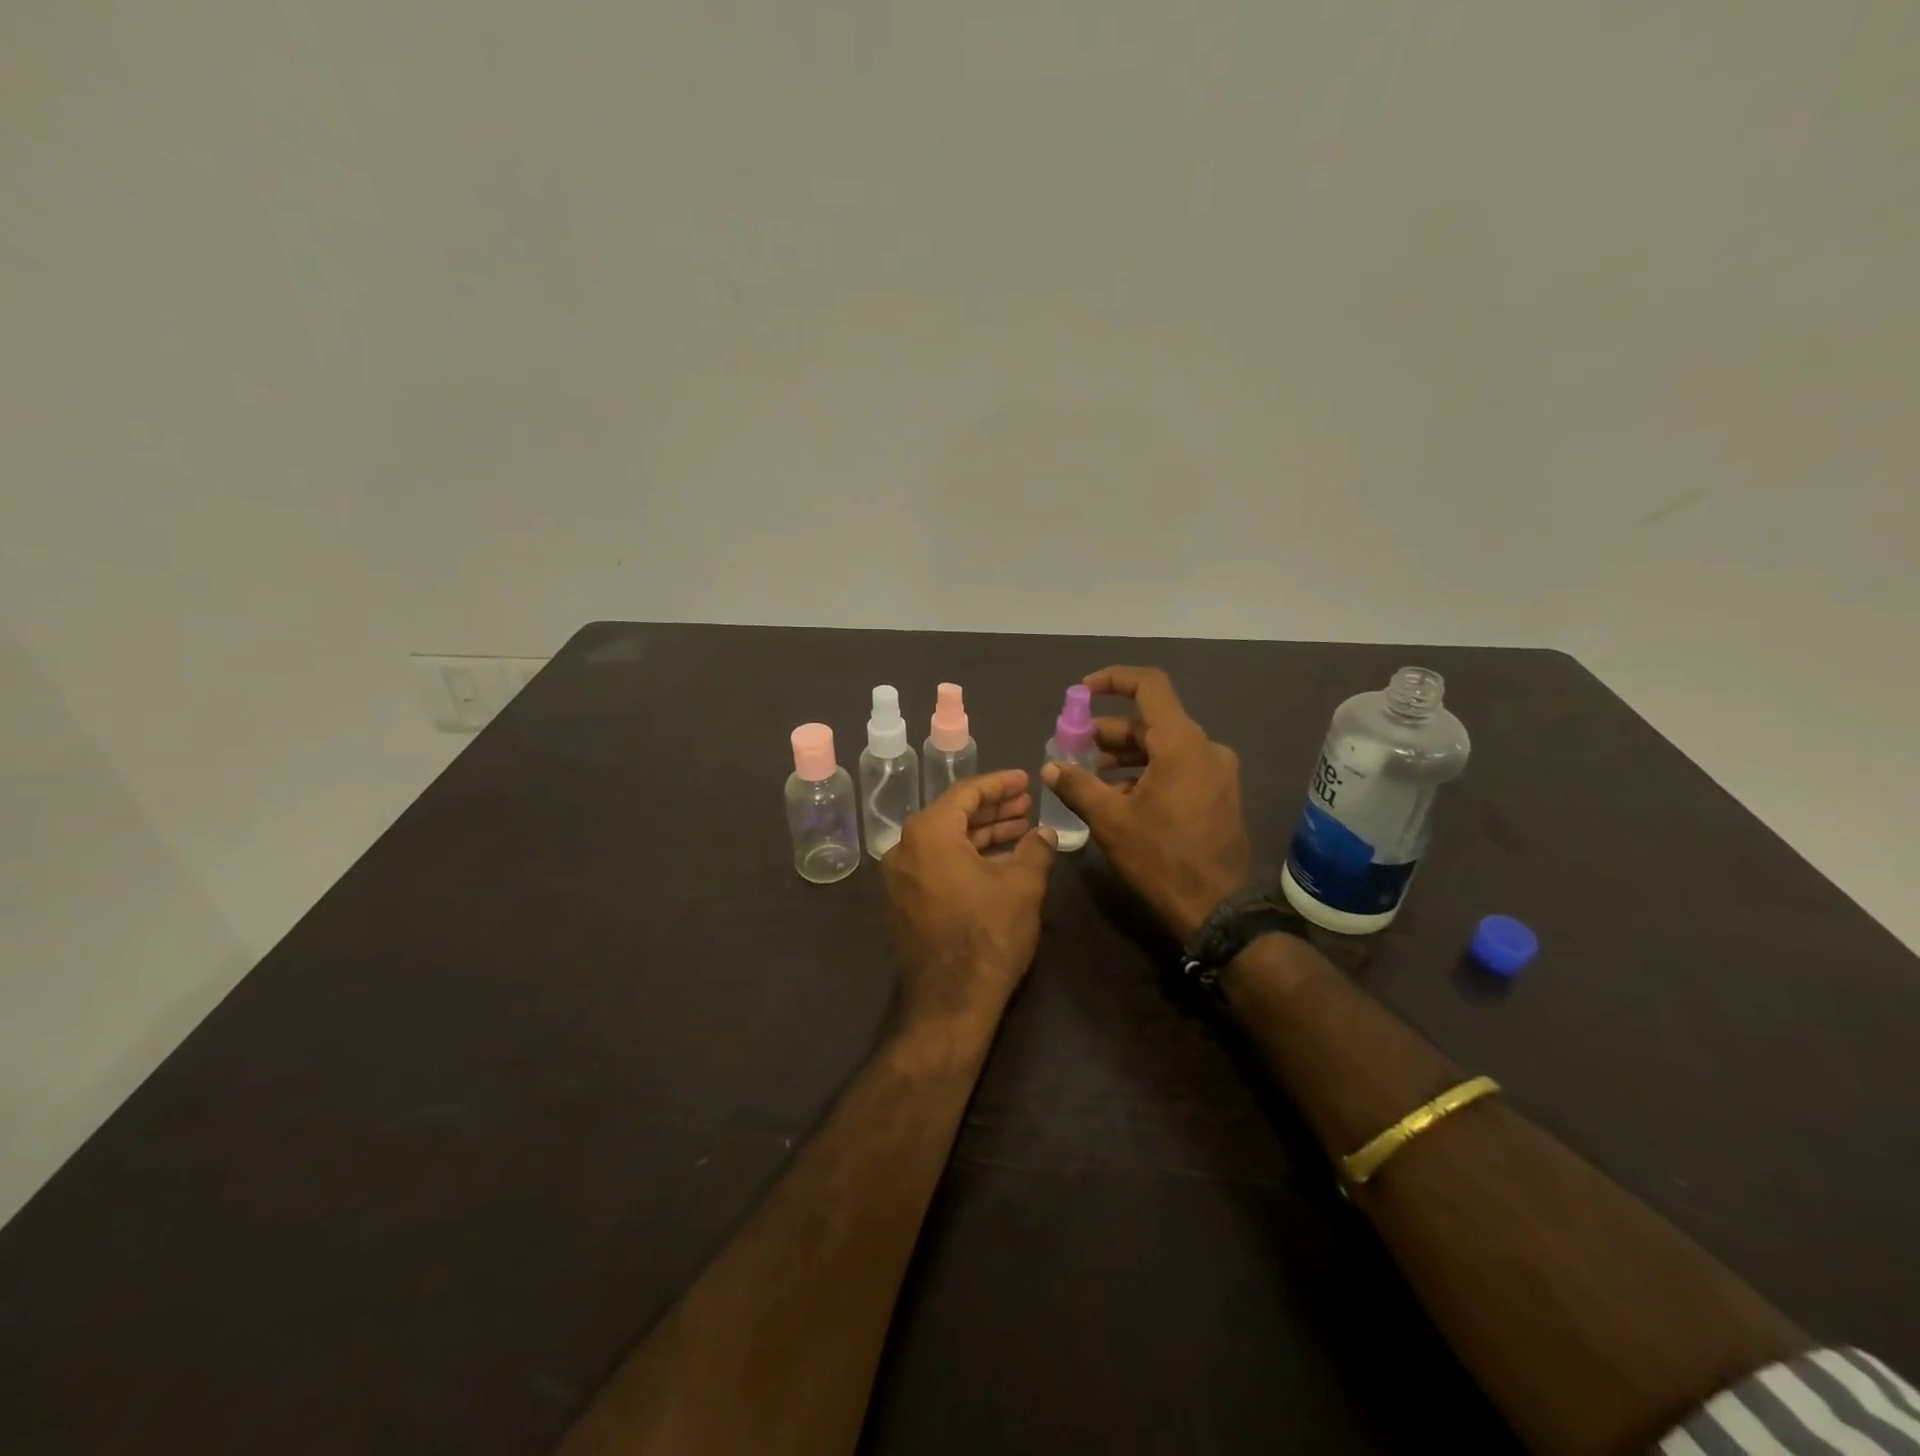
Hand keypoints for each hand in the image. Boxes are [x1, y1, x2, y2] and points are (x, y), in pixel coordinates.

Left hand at [882, 770, 1058, 1043]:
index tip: (1026, 780)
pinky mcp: (905, 902)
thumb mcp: (1022, 885)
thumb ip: (1036, 849)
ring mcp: (900, 877)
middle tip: (1027, 805)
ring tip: (1021, 830)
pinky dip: (967, 857)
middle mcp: (905, 848)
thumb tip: (1044, 834)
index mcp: (928, 833)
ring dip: (983, 834)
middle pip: (954, 815)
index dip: (1000, 784)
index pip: (966, 792)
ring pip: (946, 842)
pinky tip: (999, 862)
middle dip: (993, 809)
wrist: (949, 1002)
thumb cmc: (987, 935)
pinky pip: (937, 865)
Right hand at [1040, 666, 1250, 940]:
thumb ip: (1077, 785)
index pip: (1149, 686)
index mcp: (1181, 743)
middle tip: (1073, 747)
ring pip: (1162, 747)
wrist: (1218, 909)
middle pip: (1151, 721)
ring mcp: (1215, 772)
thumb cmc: (1161, 858)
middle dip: (1108, 731)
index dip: (1113, 680)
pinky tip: (1118, 797)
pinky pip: (1177, 767)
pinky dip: (1145, 772)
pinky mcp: (1218, 793)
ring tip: (1089, 775)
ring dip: (1124, 755)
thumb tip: (1050, 767)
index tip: (1082, 692)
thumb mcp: (1110, 820)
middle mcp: (1204, 748)